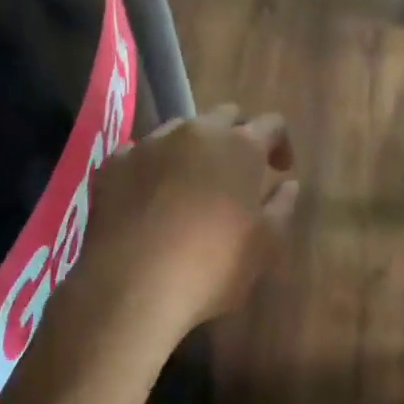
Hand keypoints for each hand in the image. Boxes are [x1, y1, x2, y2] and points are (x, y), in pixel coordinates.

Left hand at [72, 104, 299, 353]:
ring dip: (194, 148)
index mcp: (241, 146)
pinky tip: (152, 194)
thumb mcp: (265, 245)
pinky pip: (141, 151)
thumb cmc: (213, 266)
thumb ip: (281, 206)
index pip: (271, 123)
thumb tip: (289, 184)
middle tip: (239, 171)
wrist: (132, 288)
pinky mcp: (114, 164)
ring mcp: (150, 144)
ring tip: (193, 182)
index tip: (280, 169)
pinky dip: (154, 165)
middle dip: (237, 136)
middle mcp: (196, 132)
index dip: (280, 143)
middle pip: (225, 116)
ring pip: (181, 130)